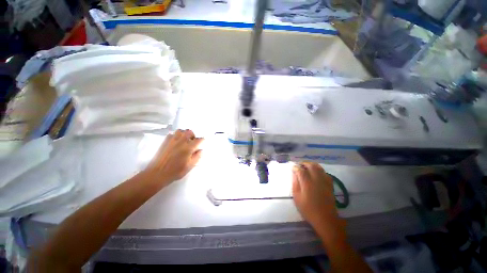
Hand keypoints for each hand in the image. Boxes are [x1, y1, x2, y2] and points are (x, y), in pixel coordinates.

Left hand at [144, 129, 202, 184]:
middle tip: (193, 142)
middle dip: (193, 136)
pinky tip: (176, 142)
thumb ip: (197, 157)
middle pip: (189, 132)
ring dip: (184, 134)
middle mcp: (181, 141)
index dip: (202, 141)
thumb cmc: (175, 171)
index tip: (202, 143)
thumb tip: (201, 150)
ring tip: (184, 140)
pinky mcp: (165, 141)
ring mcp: (172, 140)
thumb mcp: (189, 166)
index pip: (199, 140)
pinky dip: (176, 136)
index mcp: (188, 148)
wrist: (157, 173)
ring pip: (181, 131)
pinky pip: (172, 134)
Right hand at [292, 162, 345, 240]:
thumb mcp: (297, 197)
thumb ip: (295, 183)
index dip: (295, 167)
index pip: (300, 170)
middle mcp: (316, 179)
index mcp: (307, 183)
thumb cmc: (308, 209)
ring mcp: (324, 181)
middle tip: (299, 165)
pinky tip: (316, 173)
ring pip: (319, 167)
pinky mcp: (330, 184)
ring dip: (311, 164)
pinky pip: (325, 173)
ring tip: (306, 166)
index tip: (292, 167)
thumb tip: (294, 173)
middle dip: (304, 163)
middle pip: (311, 165)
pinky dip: (319, 170)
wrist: (325, 219)